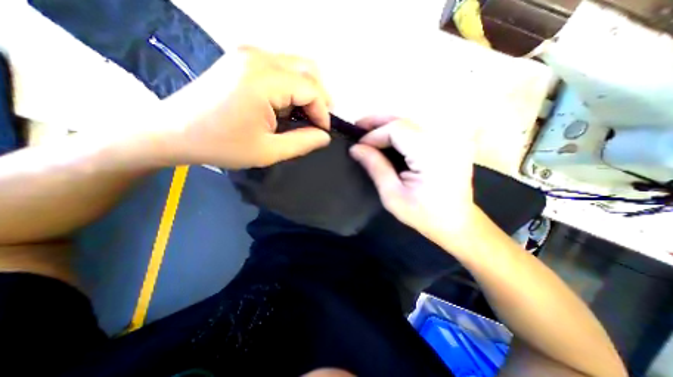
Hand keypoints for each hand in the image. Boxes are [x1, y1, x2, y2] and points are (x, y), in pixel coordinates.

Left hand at [161, 46, 333, 167]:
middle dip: (319, 98)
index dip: (323, 112)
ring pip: (296, 66)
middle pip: (308, 70)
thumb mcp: (269, 151)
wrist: (173, 131)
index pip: (311, 88)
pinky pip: (281, 67)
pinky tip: (285, 106)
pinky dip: (292, 86)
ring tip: (303, 116)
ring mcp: (248, 54)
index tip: (322, 132)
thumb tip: (324, 136)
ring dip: (307, 91)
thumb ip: (303, 142)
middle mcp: (258, 57)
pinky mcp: (243, 59)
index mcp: (263, 80)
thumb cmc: (222, 145)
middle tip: (318, 121)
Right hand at [352, 116, 477, 246]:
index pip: (398, 130)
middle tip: (358, 126)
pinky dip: (400, 133)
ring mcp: (451, 139)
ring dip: (388, 125)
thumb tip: (355, 148)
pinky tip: (387, 139)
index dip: (374, 134)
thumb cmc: (423, 215)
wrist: (457, 223)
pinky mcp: (450, 142)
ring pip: (411, 123)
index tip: (358, 146)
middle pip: (405, 121)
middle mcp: (445, 139)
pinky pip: (419, 131)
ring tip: (368, 130)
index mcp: (432, 154)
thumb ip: (375, 167)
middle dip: (378, 122)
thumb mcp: (393, 195)